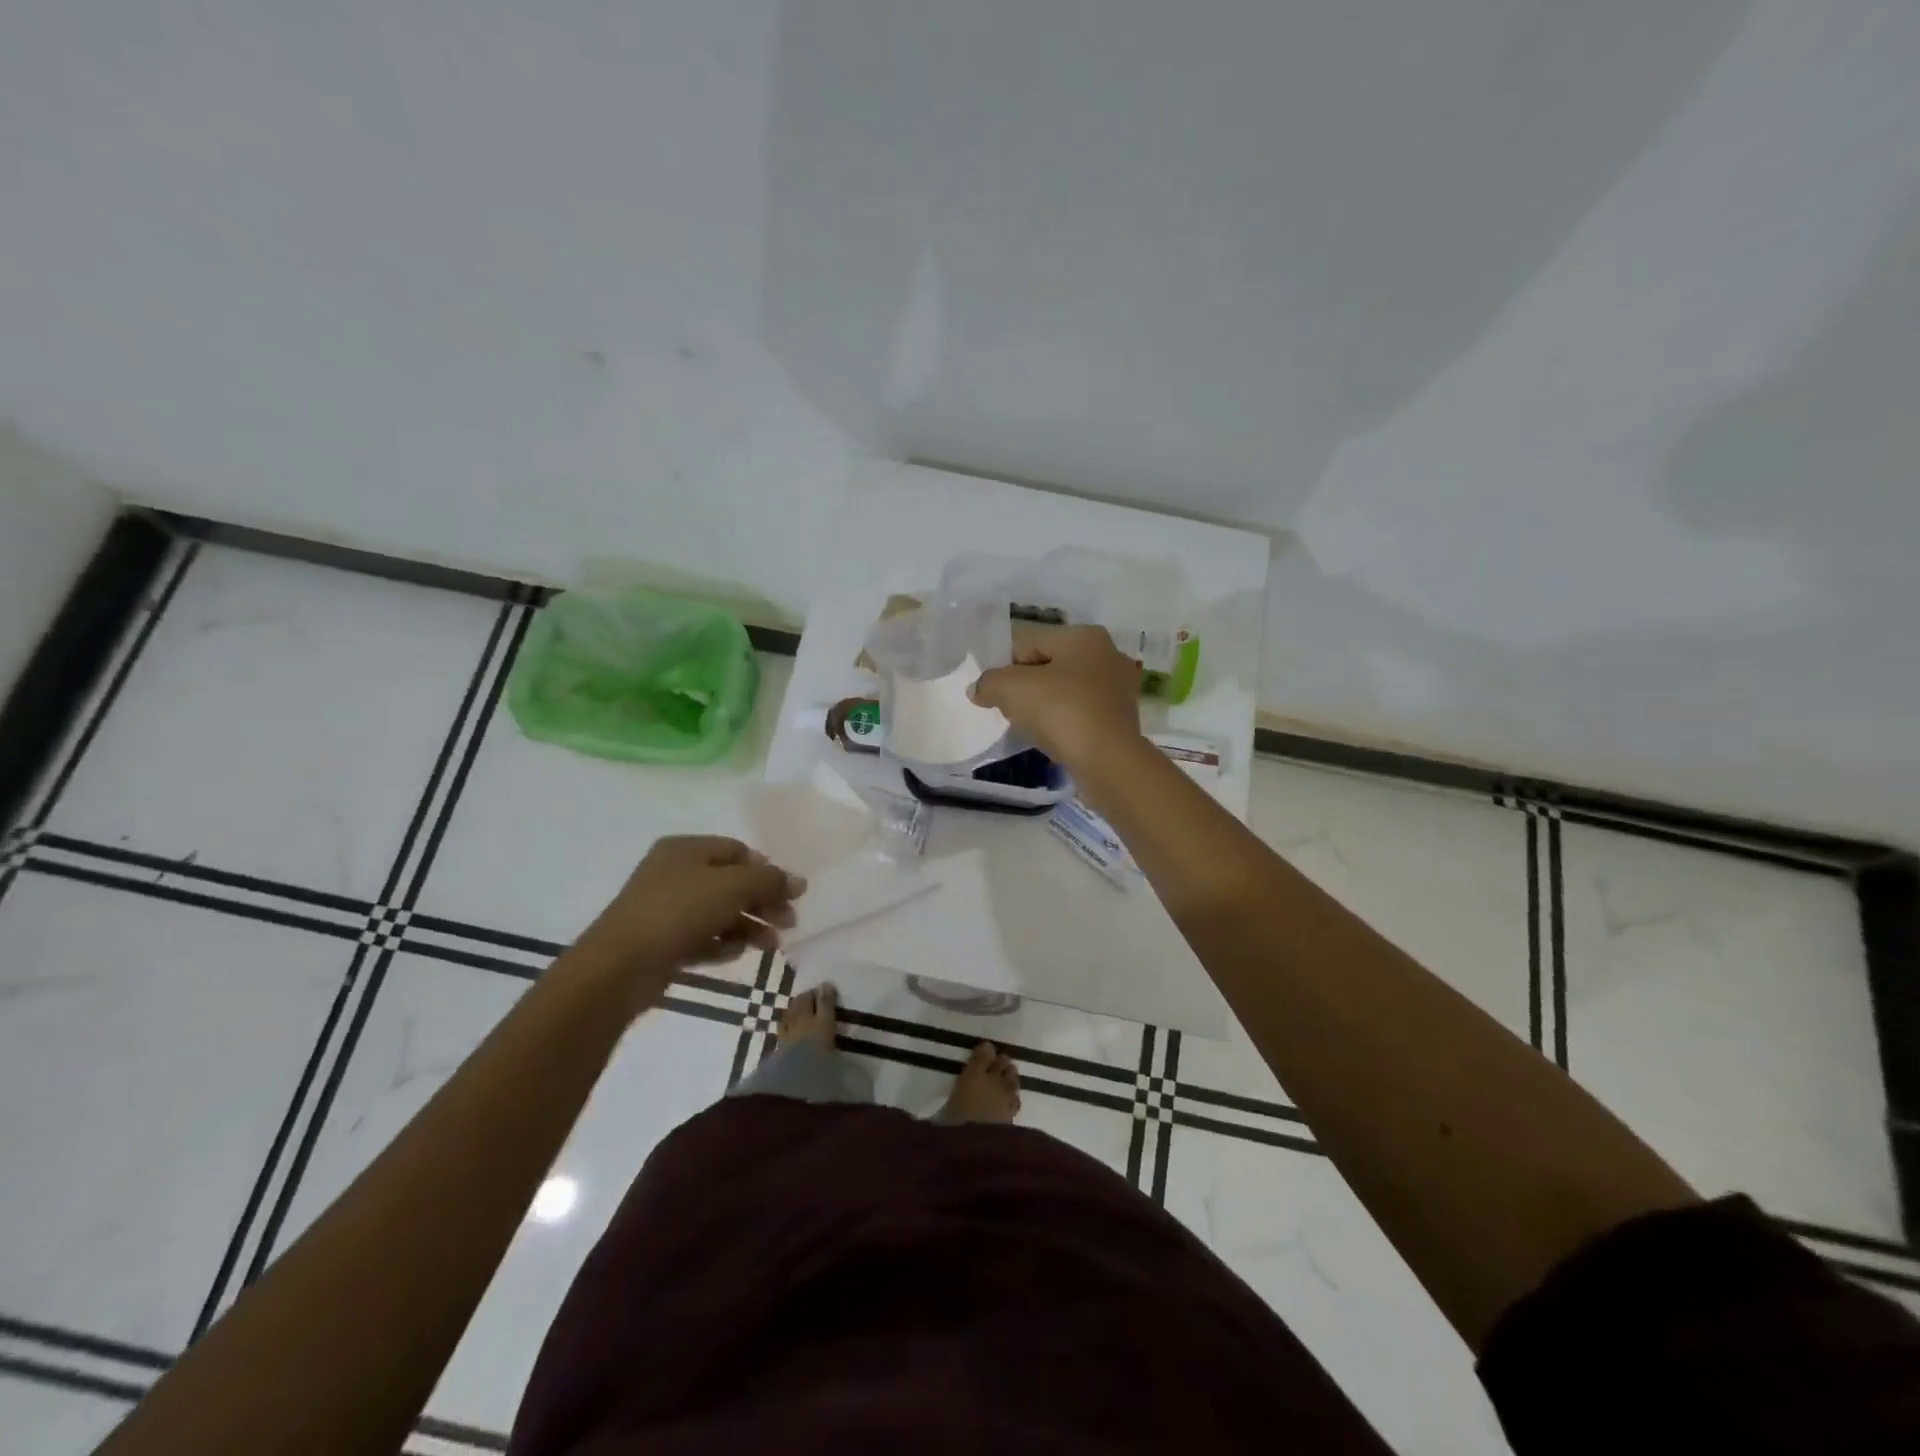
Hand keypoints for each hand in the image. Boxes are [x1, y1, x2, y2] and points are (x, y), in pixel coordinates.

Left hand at [572, 836, 804, 1008]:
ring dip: (749, 926)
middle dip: (763, 902)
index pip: (738, 851)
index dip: (767, 870)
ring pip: (719, 912)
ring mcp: (666, 909)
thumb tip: (799, 881)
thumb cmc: (679, 911)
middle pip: (731, 883)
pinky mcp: (662, 941)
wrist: (620, 965)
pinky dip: (722, 943)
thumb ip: (770, 881)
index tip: (790, 894)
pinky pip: (702, 937)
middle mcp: (674, 873)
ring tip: (771, 945)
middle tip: (788, 923)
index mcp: (686, 849)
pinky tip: (736, 954)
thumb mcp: (733, 887)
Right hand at [970, 625, 1143, 771]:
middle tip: (1013, 712)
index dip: (1006, 669)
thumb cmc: (1061, 711)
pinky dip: (1066, 723)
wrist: (1108, 761)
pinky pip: (1082, 713)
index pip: (1029, 644)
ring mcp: (1120, 687)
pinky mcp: (1123, 718)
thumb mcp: (1011, 689)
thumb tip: (978, 689)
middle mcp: (1108, 653)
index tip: (997, 696)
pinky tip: (1057, 739)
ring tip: (1034, 729)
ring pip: (1066, 691)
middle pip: (1048, 666)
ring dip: (1046, 707)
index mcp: (1084, 635)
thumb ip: (988, 682)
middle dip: (1027, 688)